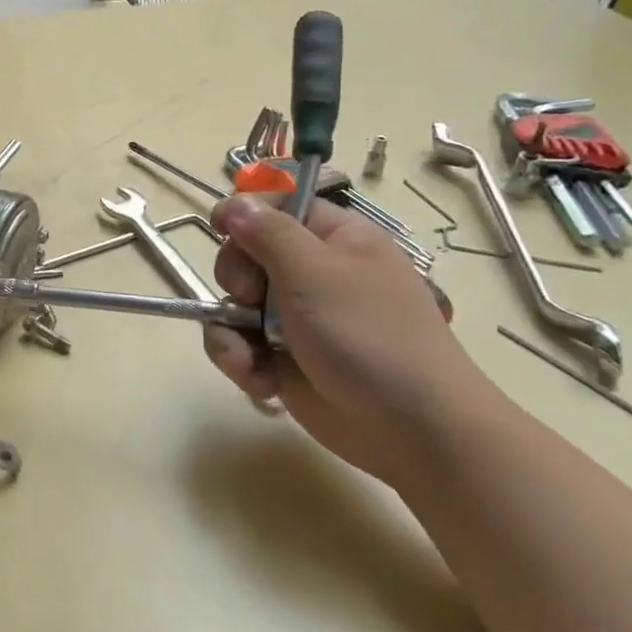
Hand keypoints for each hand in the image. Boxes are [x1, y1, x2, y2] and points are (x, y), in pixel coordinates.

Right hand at [201, 195, 492, 485]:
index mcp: (334, 239)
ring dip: (230, 331)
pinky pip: (240, 345)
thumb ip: (267, 233)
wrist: (411, 429)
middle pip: (245, 255)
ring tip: (246, 356)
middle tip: (248, 297)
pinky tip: (258, 380)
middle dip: (235, 279)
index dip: (246, 214)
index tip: (220, 228)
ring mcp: (295, 318)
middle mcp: (312, 273)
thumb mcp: (315, 273)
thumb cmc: (368, 335)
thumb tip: (233, 202)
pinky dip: (241, 361)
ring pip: (234, 305)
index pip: (279, 208)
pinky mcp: (282, 358)